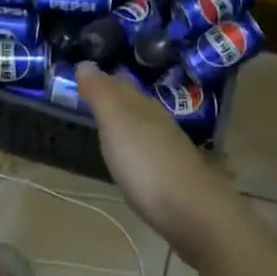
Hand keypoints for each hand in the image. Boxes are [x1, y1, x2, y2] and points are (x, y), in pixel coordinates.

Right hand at [76, 63, 233, 257]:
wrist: (193, 213)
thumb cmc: (146, 164)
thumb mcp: (116, 123)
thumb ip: (101, 94)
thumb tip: (85, 63)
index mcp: (144, 107)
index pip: (120, 84)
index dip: (102, 79)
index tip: (83, 76)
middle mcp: (159, 123)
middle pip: (134, 103)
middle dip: (115, 98)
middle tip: (91, 98)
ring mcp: (169, 150)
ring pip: (144, 127)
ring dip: (126, 124)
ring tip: (107, 126)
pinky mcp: (174, 177)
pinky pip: (149, 152)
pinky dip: (136, 149)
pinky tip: (130, 160)